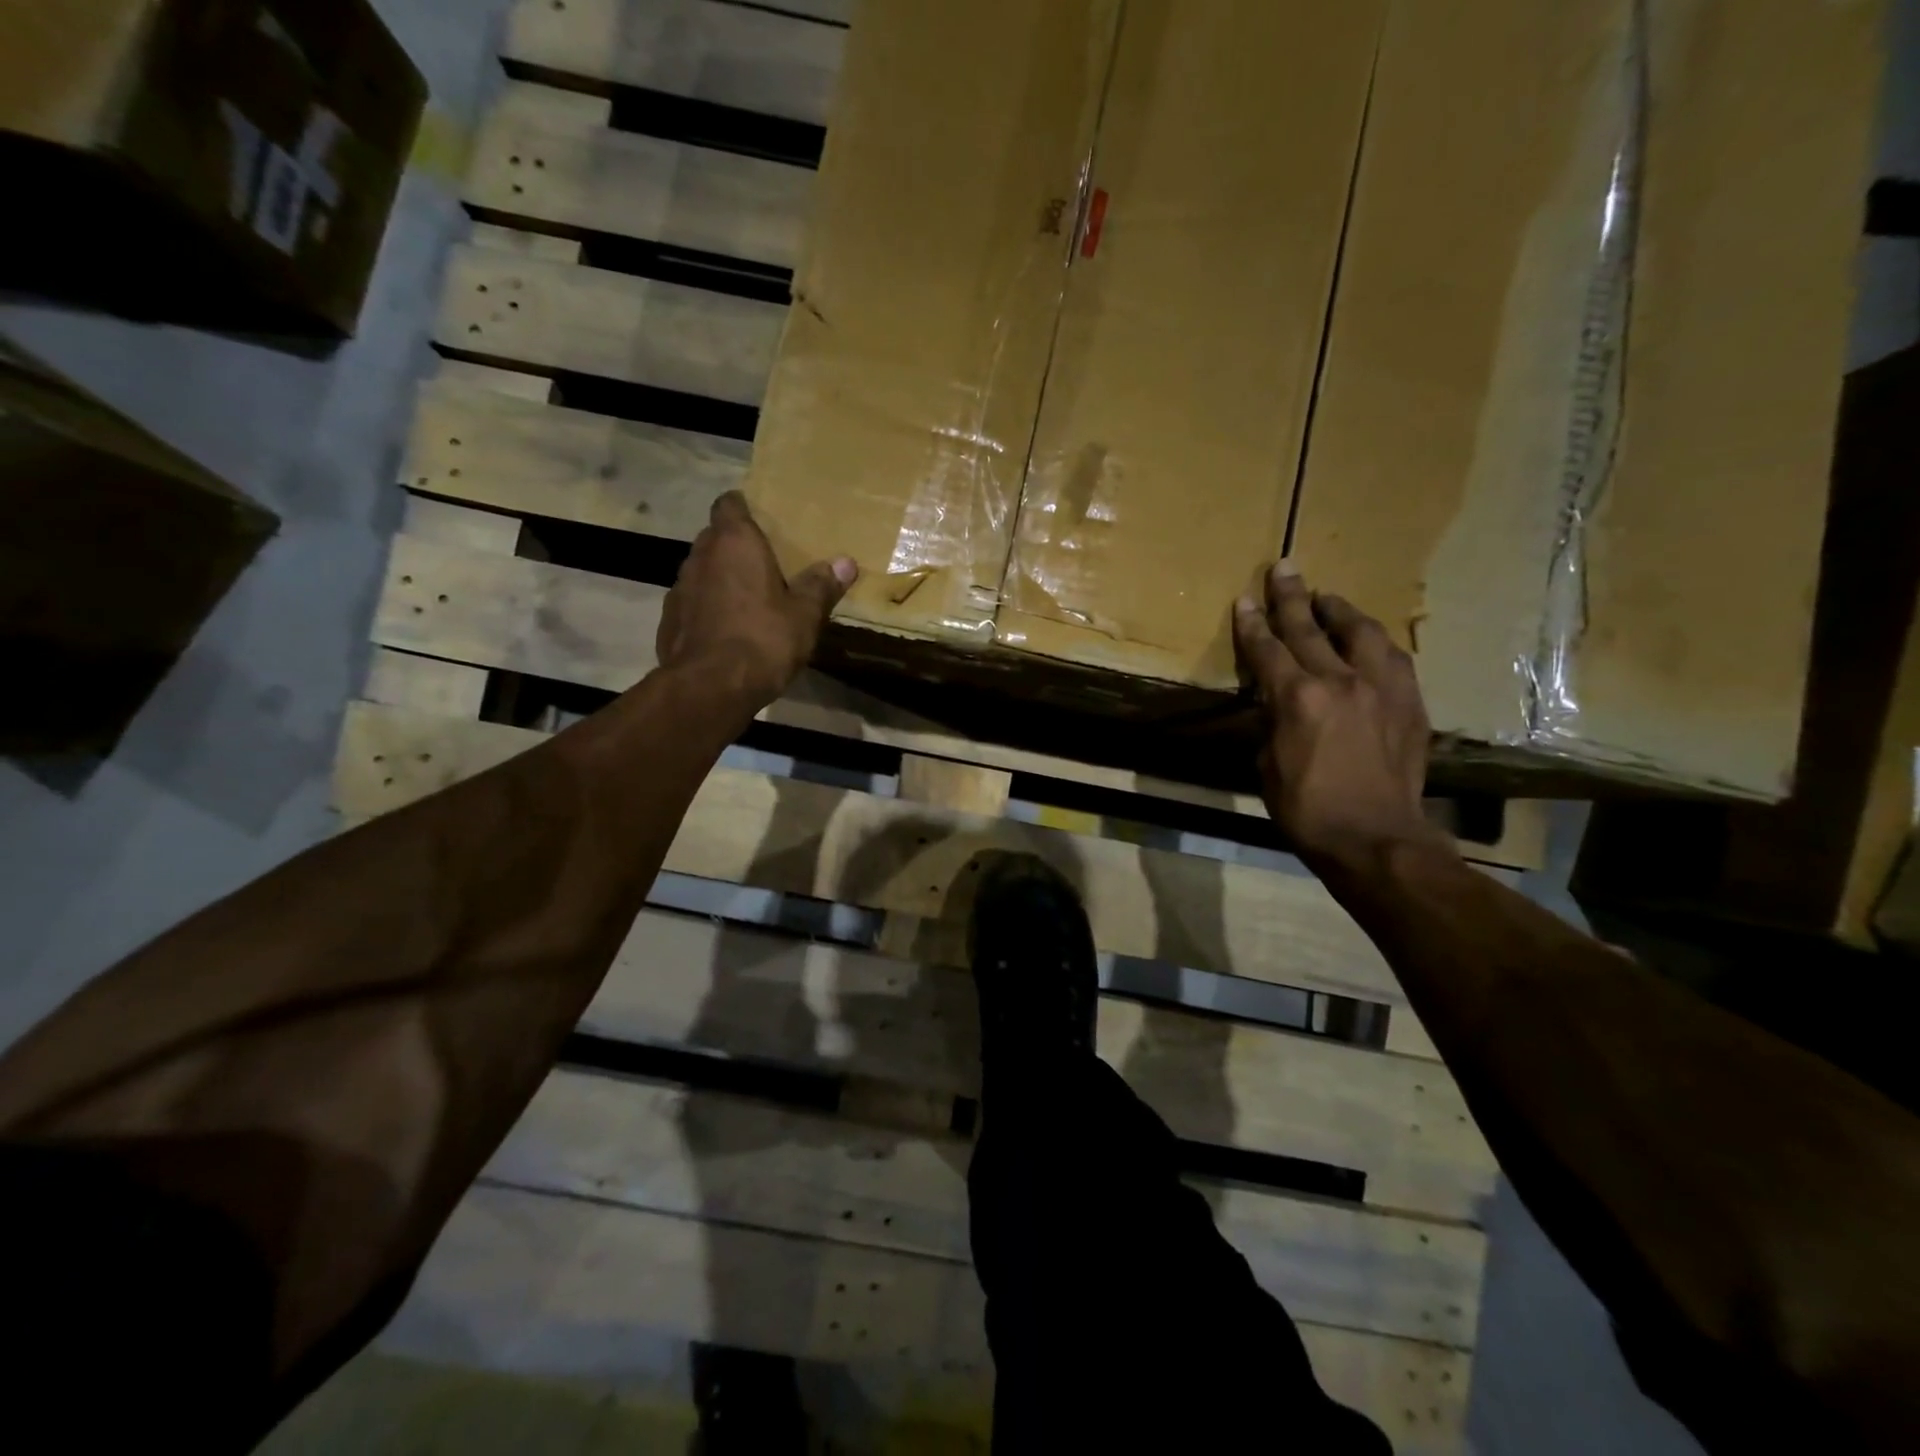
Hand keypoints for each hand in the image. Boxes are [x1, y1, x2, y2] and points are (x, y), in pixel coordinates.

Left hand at [657, 492, 857, 706]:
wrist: (710, 687)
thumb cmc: (763, 639)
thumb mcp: (804, 615)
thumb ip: (822, 585)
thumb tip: (846, 562)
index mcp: (734, 543)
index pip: (729, 504)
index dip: (743, 508)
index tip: (760, 519)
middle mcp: (701, 556)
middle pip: (715, 537)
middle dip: (735, 546)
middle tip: (764, 564)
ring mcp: (679, 588)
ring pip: (702, 571)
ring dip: (720, 579)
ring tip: (747, 600)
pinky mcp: (669, 620)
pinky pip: (692, 603)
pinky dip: (707, 609)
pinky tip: (726, 631)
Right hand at [1232, 561, 1444, 870]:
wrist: (1375, 837)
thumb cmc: (1306, 809)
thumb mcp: (1267, 765)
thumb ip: (1271, 723)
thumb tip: (1276, 703)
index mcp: (1297, 699)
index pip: (1268, 649)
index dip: (1253, 624)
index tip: (1245, 599)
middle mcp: (1340, 681)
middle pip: (1310, 628)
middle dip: (1291, 597)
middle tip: (1284, 568)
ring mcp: (1381, 689)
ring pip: (1360, 632)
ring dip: (1339, 611)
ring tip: (1327, 597)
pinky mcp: (1410, 703)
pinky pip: (1392, 658)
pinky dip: (1374, 642)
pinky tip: (1368, 638)